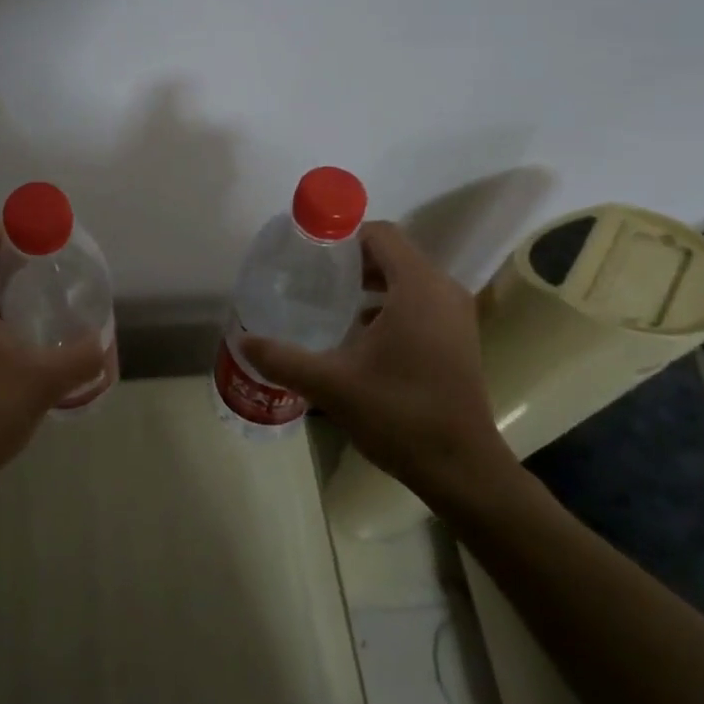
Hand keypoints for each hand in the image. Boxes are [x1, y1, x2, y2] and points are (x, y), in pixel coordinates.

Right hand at [240, 220, 514, 497]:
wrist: (461, 468)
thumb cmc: (399, 414)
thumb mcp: (331, 384)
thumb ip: (282, 358)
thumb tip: (242, 340)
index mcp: (417, 288)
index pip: (381, 235)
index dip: (343, 235)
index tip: (309, 252)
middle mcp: (443, 291)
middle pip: (393, 254)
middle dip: (352, 260)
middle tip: (312, 276)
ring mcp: (456, 315)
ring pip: (407, 279)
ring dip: (371, 283)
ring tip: (331, 301)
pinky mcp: (458, 337)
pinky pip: (420, 301)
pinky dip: (390, 304)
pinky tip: (360, 332)